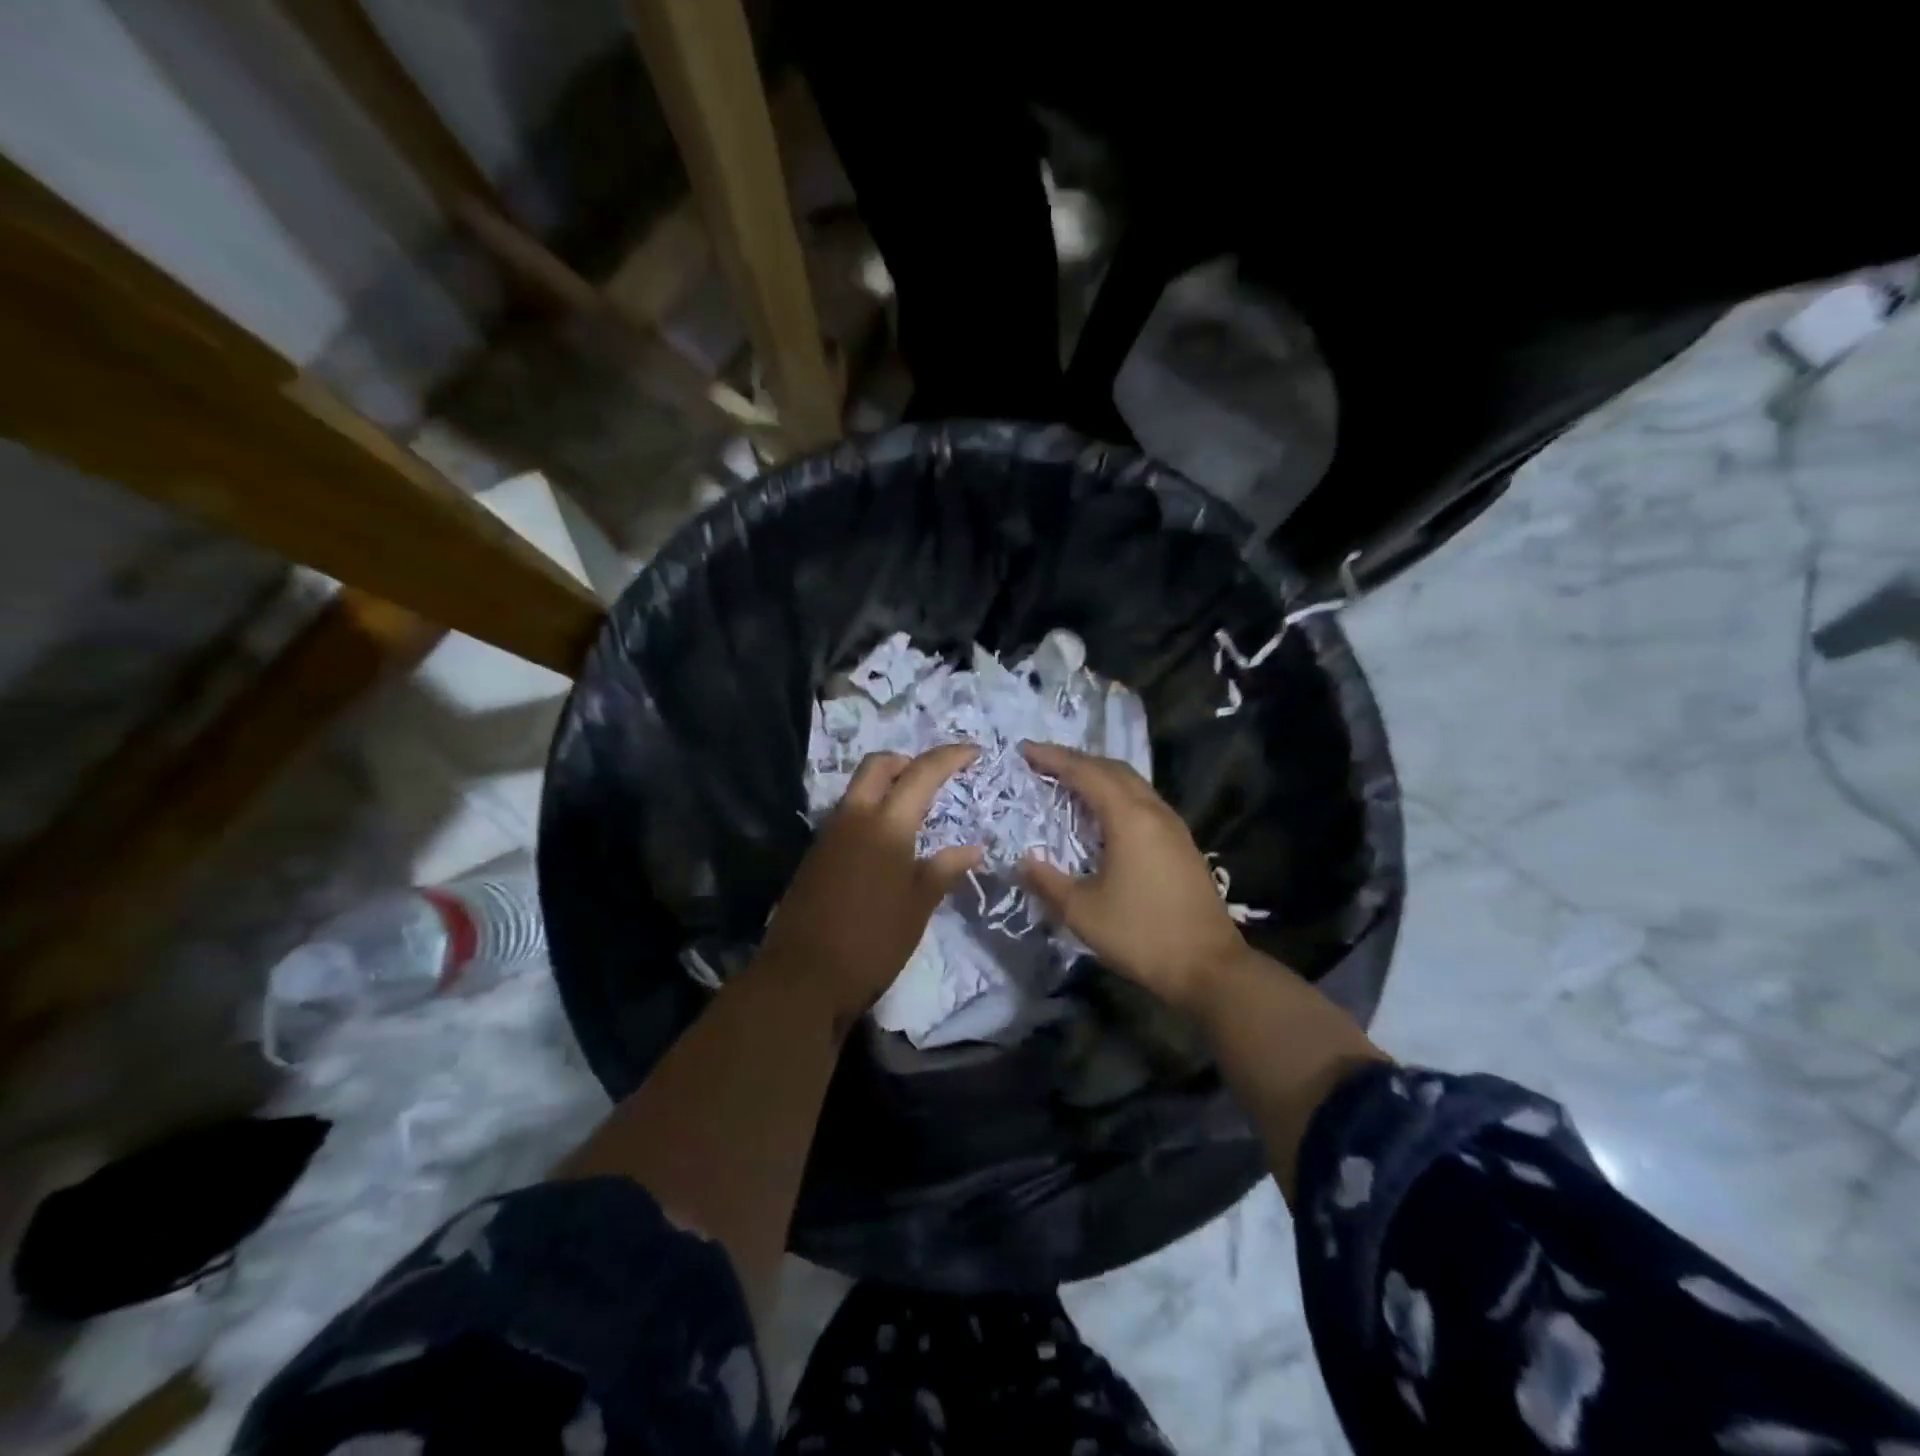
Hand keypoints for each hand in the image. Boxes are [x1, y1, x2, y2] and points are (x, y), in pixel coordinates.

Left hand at [759, 746, 983, 1020]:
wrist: (802, 977)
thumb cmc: (871, 943)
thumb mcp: (917, 908)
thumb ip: (943, 870)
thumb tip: (973, 848)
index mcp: (886, 826)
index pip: (922, 773)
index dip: (950, 756)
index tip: (974, 752)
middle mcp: (854, 818)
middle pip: (879, 765)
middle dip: (909, 761)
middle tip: (935, 779)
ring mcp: (829, 834)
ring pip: (859, 788)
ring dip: (887, 785)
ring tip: (916, 811)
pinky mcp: (816, 854)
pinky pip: (848, 815)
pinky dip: (872, 811)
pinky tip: (887, 843)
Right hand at [1019, 741, 1248, 1012]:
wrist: (1209, 967)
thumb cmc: (1141, 934)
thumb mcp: (1082, 911)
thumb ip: (1047, 881)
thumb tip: (1021, 861)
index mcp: (1129, 818)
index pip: (1085, 773)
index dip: (1053, 758)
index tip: (1024, 750)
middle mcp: (1153, 811)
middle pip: (1112, 769)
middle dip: (1076, 760)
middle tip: (1043, 761)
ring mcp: (1172, 826)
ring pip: (1132, 783)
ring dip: (1098, 775)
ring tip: (1068, 781)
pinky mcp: (1181, 843)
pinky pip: (1143, 801)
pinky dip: (1116, 794)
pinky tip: (1103, 814)